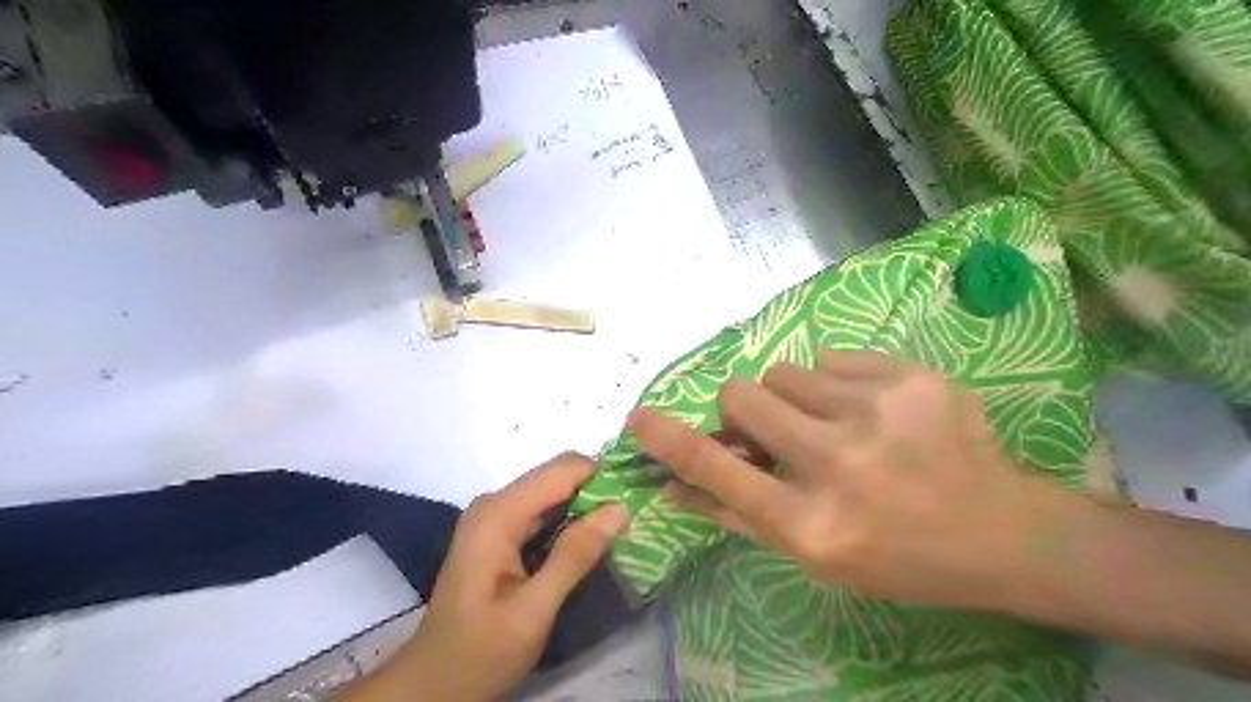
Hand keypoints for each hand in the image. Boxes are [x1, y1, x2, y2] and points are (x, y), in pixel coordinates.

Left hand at [349, 455, 626, 700]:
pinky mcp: (500, 534)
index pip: (562, 469)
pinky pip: (544, 512)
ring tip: (624, 527)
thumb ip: (574, 556)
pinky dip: (572, 520)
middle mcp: (495, 504)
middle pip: (558, 476)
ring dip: (588, 506)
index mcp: (498, 514)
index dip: (603, 475)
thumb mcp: (533, 611)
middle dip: (599, 490)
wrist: (432, 687)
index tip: (639, 496)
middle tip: (636, 517)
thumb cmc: (480, 653)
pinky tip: (594, 540)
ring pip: (554, 493)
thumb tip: (620, 509)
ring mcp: (496, 518)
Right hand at [636, 350, 1052, 609]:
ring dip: (791, 397)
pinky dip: (835, 382)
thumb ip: (736, 513)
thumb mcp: (812, 554)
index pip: (715, 468)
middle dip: (742, 406)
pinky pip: (832, 357)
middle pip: (743, 394)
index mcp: (809, 523)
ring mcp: (879, 412)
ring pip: (785, 371)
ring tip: (832, 422)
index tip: (639, 418)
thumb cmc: (896, 556)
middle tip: (771, 425)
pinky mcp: (912, 377)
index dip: (669, 439)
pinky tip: (871, 410)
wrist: (1002, 533)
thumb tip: (672, 483)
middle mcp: (838, 463)